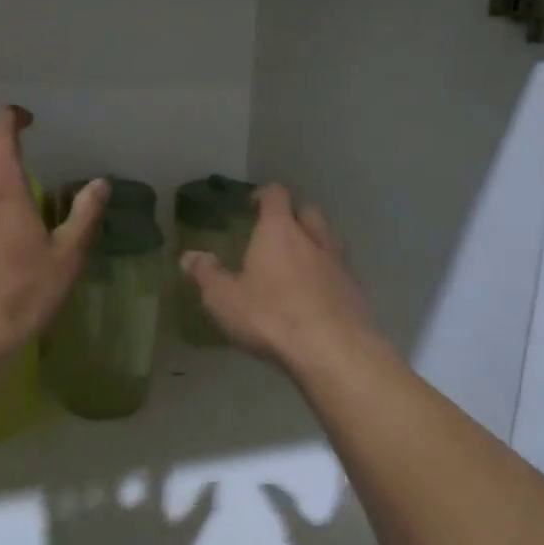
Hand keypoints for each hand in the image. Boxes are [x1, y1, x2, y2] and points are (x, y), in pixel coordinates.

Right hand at [180, 185, 380, 373]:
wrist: (332, 349)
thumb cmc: (271, 316)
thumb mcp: (224, 299)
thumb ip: (206, 274)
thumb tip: (188, 256)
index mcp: (279, 230)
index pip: (276, 195)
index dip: (264, 195)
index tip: (252, 204)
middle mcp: (313, 237)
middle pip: (308, 211)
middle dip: (293, 216)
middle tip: (277, 232)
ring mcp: (339, 262)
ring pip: (329, 238)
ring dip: (315, 242)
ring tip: (299, 261)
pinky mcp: (355, 289)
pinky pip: (340, 269)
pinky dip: (328, 272)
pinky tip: (317, 292)